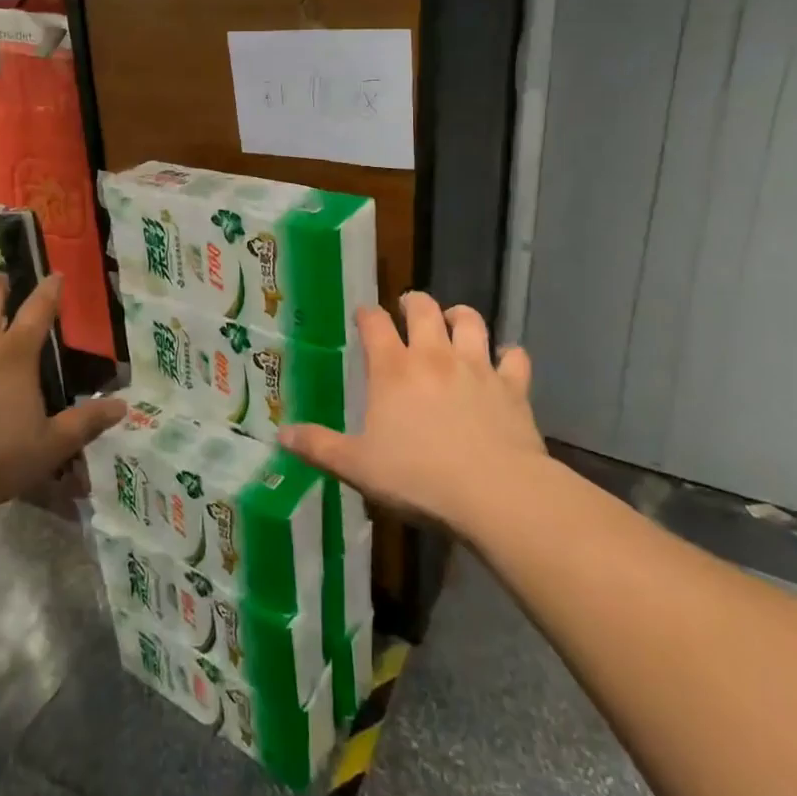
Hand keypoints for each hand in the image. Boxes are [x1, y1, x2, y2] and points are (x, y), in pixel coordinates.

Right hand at [278, 292, 549, 536]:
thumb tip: (281, 433)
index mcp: (393, 369)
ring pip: (471, 322)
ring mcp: (477, 367)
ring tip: (454, 320)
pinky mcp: (512, 386)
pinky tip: (505, 361)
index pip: (375, 324)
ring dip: (460, 316)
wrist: (495, 493)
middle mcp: (434, 356)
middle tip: (408, 307)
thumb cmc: (418, 478)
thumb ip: (319, 446)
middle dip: (413, 302)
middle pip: (424, 309)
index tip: (363, 316)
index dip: (367, 314)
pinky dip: (508, 355)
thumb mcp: (357, 466)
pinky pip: (515, 357)